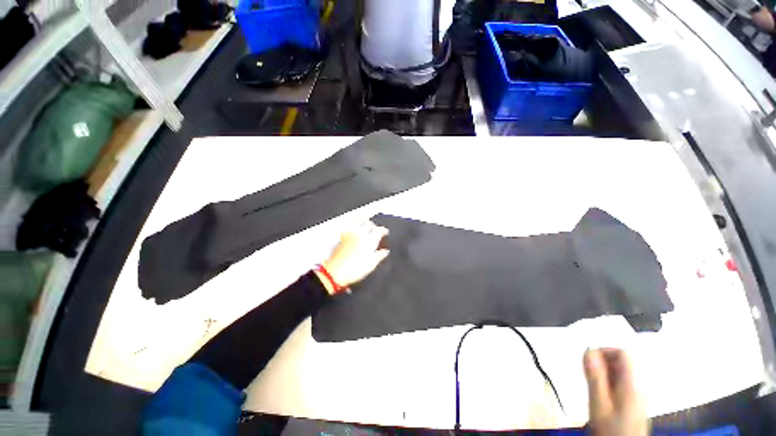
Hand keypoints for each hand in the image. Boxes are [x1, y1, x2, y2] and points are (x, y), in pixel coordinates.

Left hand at [316, 221, 389, 293]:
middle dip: (374, 225)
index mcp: (370, 240)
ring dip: (364, 221)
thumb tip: (385, 252)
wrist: (337, 272)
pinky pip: (350, 225)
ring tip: (366, 223)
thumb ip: (380, 256)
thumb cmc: (354, 269)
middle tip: (376, 229)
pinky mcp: (343, 236)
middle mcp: (361, 234)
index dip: (384, 231)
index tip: (385, 232)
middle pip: (369, 223)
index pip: (379, 230)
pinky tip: (354, 227)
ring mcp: (351, 234)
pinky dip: (354, 223)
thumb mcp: (372, 264)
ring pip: (359, 221)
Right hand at [584, 348, 648, 435]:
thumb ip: (594, 375)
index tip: (589, 359)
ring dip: (605, 372)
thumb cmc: (610, 426)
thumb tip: (588, 350)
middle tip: (589, 374)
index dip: (604, 350)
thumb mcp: (599, 401)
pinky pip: (623, 381)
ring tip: (593, 384)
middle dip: (603, 362)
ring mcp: (640, 393)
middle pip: (623, 361)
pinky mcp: (636, 401)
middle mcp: (640, 384)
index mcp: (632, 382)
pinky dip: (610, 381)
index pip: (622, 353)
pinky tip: (603, 394)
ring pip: (622, 371)